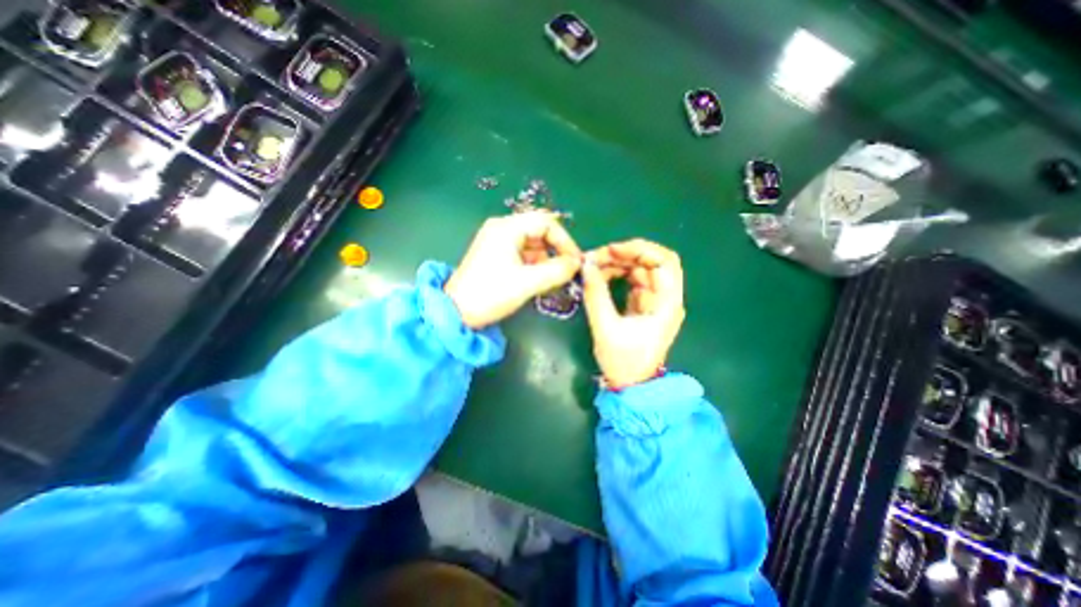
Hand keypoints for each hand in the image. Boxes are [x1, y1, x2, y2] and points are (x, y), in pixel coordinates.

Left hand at [444, 212, 583, 329]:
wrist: (456, 313)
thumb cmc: (490, 293)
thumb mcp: (527, 282)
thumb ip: (557, 270)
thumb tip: (577, 263)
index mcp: (507, 228)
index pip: (546, 222)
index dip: (565, 241)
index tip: (575, 261)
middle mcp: (502, 229)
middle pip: (540, 232)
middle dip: (555, 252)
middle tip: (565, 273)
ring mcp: (498, 242)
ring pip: (533, 246)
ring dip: (546, 261)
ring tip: (550, 282)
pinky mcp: (497, 256)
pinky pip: (523, 255)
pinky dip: (535, 266)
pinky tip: (537, 282)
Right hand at [584, 237, 682, 387]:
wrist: (631, 387)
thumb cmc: (623, 362)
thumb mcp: (606, 329)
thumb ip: (596, 295)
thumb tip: (586, 265)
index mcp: (667, 304)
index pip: (664, 262)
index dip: (639, 249)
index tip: (611, 250)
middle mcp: (665, 298)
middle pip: (652, 261)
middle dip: (624, 254)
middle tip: (595, 258)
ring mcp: (654, 300)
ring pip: (640, 269)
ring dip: (618, 263)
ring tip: (593, 266)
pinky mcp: (642, 304)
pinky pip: (632, 280)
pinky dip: (616, 274)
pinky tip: (599, 275)